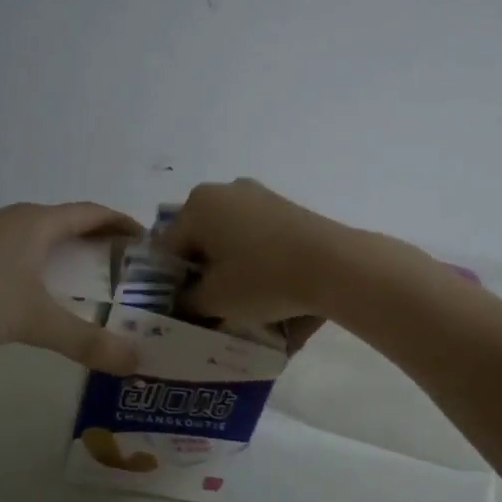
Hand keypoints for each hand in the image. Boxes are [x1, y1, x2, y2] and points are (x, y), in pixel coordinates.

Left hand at [0, 202, 142, 374]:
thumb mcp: (34, 320)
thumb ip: (86, 341)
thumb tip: (135, 362)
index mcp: (39, 222)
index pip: (94, 213)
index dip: (123, 224)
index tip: (148, 242)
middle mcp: (17, 222)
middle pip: (70, 224)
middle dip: (101, 243)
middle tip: (128, 272)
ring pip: (42, 242)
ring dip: (69, 258)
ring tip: (92, 288)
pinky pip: (21, 257)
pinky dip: (43, 272)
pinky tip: (40, 300)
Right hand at [162, 179, 361, 342]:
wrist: (333, 263)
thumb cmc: (263, 278)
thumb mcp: (214, 300)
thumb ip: (187, 301)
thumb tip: (183, 301)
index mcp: (198, 205)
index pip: (168, 249)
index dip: (170, 284)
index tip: (183, 310)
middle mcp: (224, 191)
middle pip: (200, 239)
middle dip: (202, 272)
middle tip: (210, 307)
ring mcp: (258, 195)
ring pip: (230, 237)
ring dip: (229, 267)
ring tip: (241, 300)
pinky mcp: (285, 207)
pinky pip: (256, 235)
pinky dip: (255, 259)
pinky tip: (267, 286)